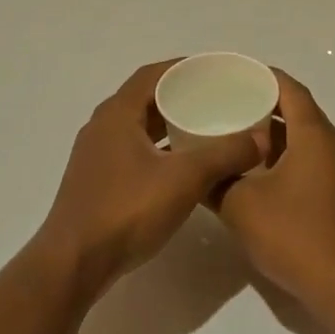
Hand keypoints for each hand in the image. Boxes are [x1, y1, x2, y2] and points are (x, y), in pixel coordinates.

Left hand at [36, 61, 265, 300]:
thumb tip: (261, 137)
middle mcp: (102, 127)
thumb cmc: (126, 211)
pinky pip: (133, 151)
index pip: (151, 75)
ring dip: (168, 125)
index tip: (213, 71)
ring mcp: (96, 157)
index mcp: (117, 114)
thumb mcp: (184, 179)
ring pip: (138, 128)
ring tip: (205, 129)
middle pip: (144, 99)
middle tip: (216, 99)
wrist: (73, 265)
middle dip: (179, 96)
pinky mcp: (97, 183)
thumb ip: (225, 155)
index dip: (182, 68)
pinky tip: (181, 166)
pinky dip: (158, 149)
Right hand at [214, 70, 334, 317]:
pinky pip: (307, 158)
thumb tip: (195, 167)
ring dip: (271, 133)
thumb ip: (214, 180)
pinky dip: (281, 155)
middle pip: (296, 109)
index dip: (261, 76)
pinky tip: (252, 169)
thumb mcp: (241, 205)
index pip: (289, 88)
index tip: (231, 74)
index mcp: (315, 135)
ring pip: (301, 136)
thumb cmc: (294, 235)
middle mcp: (332, 144)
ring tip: (231, 132)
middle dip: (261, 103)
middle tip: (224, 102)